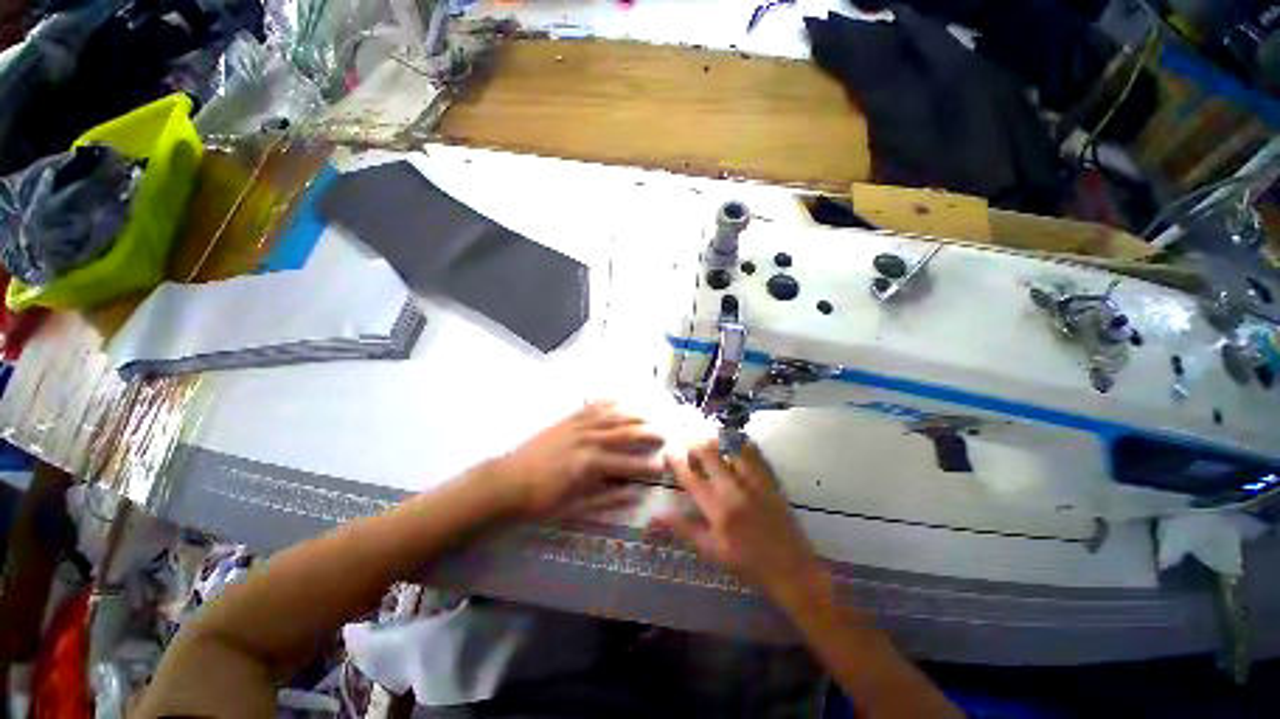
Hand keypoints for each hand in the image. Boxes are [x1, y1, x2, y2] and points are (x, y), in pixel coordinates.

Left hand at [487, 402, 664, 518]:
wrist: (505, 482)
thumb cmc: (539, 500)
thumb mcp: (574, 507)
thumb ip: (607, 500)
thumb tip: (634, 494)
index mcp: (589, 463)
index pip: (625, 463)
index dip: (645, 464)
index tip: (662, 464)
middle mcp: (587, 439)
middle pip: (623, 432)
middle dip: (645, 432)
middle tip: (664, 433)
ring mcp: (576, 425)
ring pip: (610, 416)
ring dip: (632, 414)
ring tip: (649, 413)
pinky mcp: (565, 419)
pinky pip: (590, 407)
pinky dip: (606, 402)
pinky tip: (617, 399)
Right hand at [653, 440, 825, 606]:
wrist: (792, 569)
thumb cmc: (747, 563)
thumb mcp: (711, 551)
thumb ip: (683, 530)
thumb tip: (655, 517)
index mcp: (717, 509)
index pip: (690, 477)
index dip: (676, 460)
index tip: (669, 451)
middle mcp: (734, 489)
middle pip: (710, 452)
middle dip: (695, 442)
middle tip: (689, 443)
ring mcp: (754, 481)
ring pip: (732, 446)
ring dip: (717, 440)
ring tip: (709, 441)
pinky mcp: (770, 479)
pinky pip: (754, 451)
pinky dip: (741, 443)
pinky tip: (734, 444)